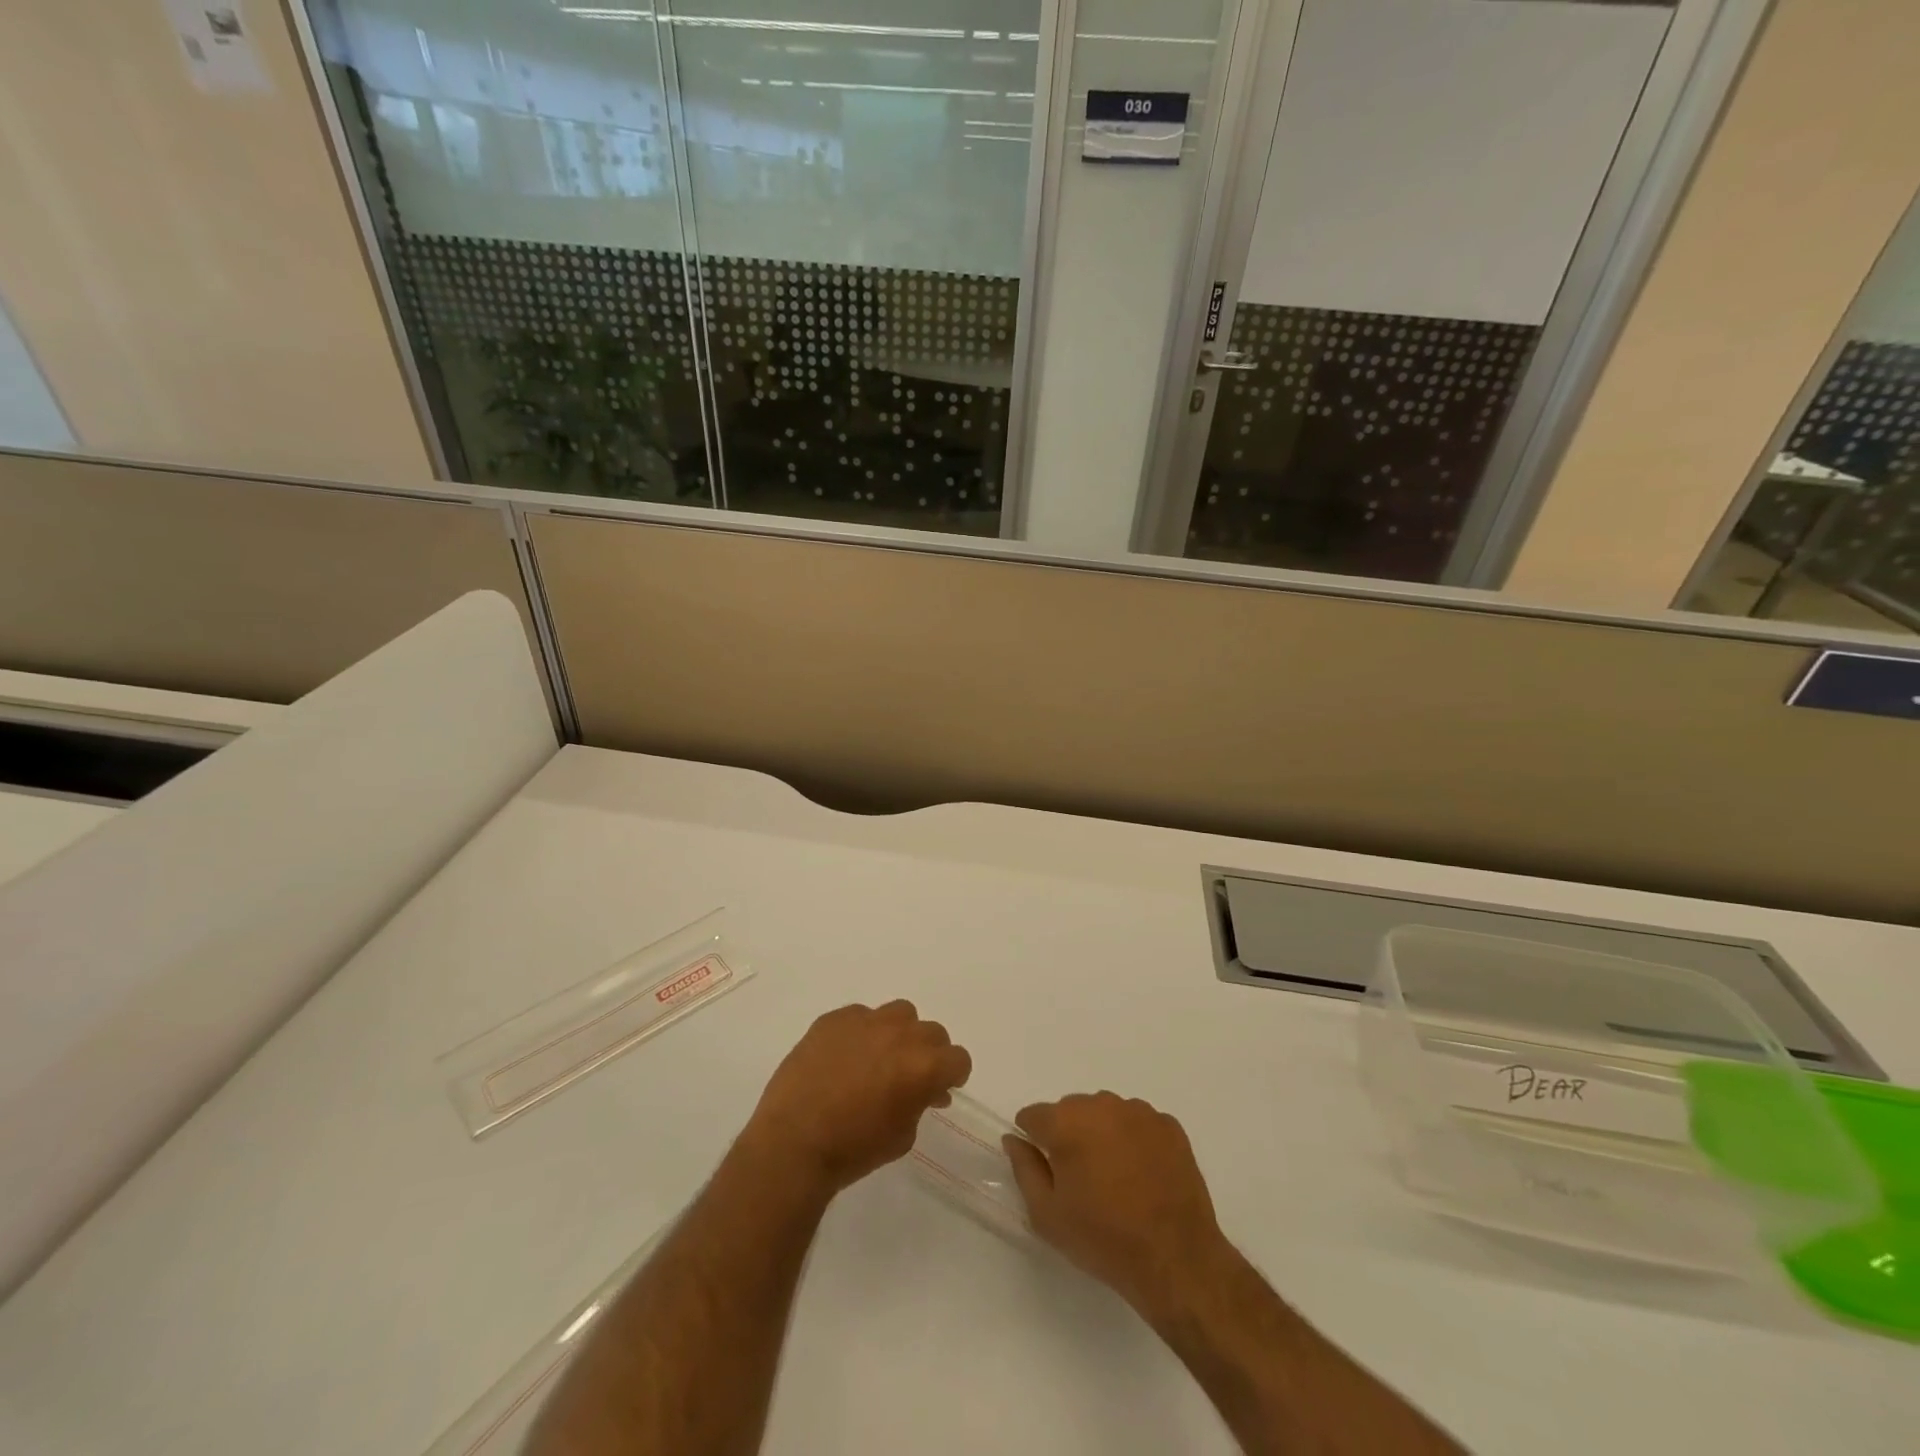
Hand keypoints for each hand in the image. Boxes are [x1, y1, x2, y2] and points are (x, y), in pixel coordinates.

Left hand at [744, 1001, 970, 1198]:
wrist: (793, 1143)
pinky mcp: (834, 1018)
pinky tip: (844, 1058)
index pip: (958, 1058)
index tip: (940, 1088)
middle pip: (932, 1032)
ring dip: (899, 1033)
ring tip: (879, 1058)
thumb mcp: (902, 1136)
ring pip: (899, 1013)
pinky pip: (860, 1016)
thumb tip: (925, 1090)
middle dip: (928, 1053)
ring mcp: (865, 1021)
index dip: (952, 1074)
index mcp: (923, 1067)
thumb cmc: (853, 1150)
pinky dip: (861, 1033)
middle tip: (910, 1075)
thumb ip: (920, 1103)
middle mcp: (900, 1034)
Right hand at [1005, 1092, 1227, 1318]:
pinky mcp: (1168, 1125)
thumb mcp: (1047, 1215)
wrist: (1176, 1258)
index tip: (1045, 1168)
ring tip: (1116, 1179)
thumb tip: (1014, 1139)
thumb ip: (1024, 1169)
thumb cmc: (1104, 1239)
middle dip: (1069, 1136)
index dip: (1033, 1140)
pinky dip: (1134, 1141)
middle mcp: (1100, 1104)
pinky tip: (1142, 1175)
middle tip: (1082, 1181)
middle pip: (1070, 1111)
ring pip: (1105, 1114)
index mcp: (1066, 1122)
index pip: (1034, 1116)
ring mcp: (1138, 1111)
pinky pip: (1138, 1123)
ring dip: (1102, 1135)